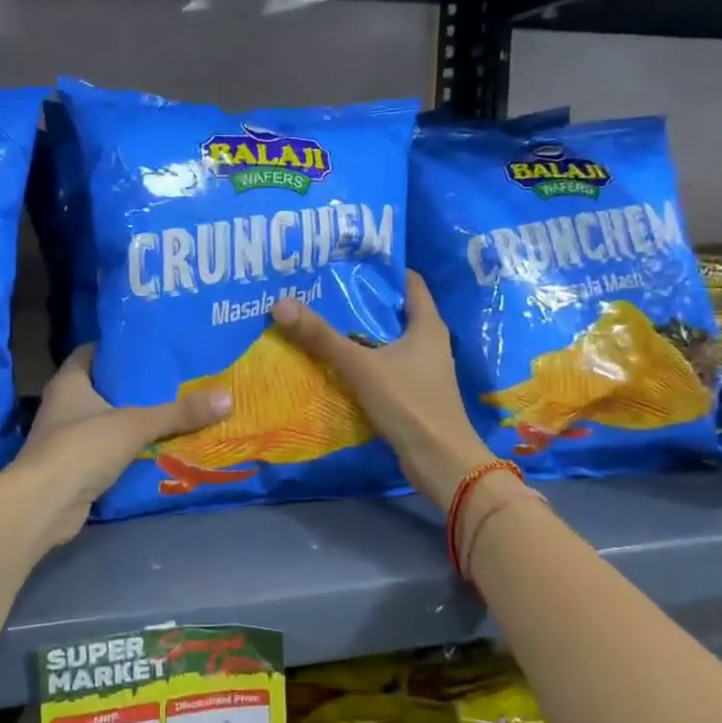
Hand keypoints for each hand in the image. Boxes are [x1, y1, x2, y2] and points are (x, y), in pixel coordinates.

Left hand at [8, 346, 231, 549]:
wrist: (44, 504)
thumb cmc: (81, 448)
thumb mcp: (134, 424)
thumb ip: (177, 412)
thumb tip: (226, 397)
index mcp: (69, 381)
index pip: (92, 352)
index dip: (118, 348)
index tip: (151, 347)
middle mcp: (63, 405)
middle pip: (102, 387)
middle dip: (134, 386)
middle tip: (174, 380)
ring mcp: (66, 438)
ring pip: (106, 422)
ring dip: (133, 421)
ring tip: (174, 413)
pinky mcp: (74, 468)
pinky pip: (106, 452)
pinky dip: (128, 450)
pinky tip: (157, 449)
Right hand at [272, 271, 492, 504]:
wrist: (441, 462)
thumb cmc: (410, 404)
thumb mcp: (362, 366)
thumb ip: (322, 337)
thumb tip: (281, 303)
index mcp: (427, 325)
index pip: (408, 282)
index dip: (381, 268)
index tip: (347, 260)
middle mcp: (428, 342)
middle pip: (391, 311)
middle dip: (359, 301)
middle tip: (321, 289)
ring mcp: (420, 370)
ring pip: (384, 341)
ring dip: (357, 333)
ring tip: (319, 321)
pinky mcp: (410, 394)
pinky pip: (381, 367)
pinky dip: (360, 362)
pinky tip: (331, 363)